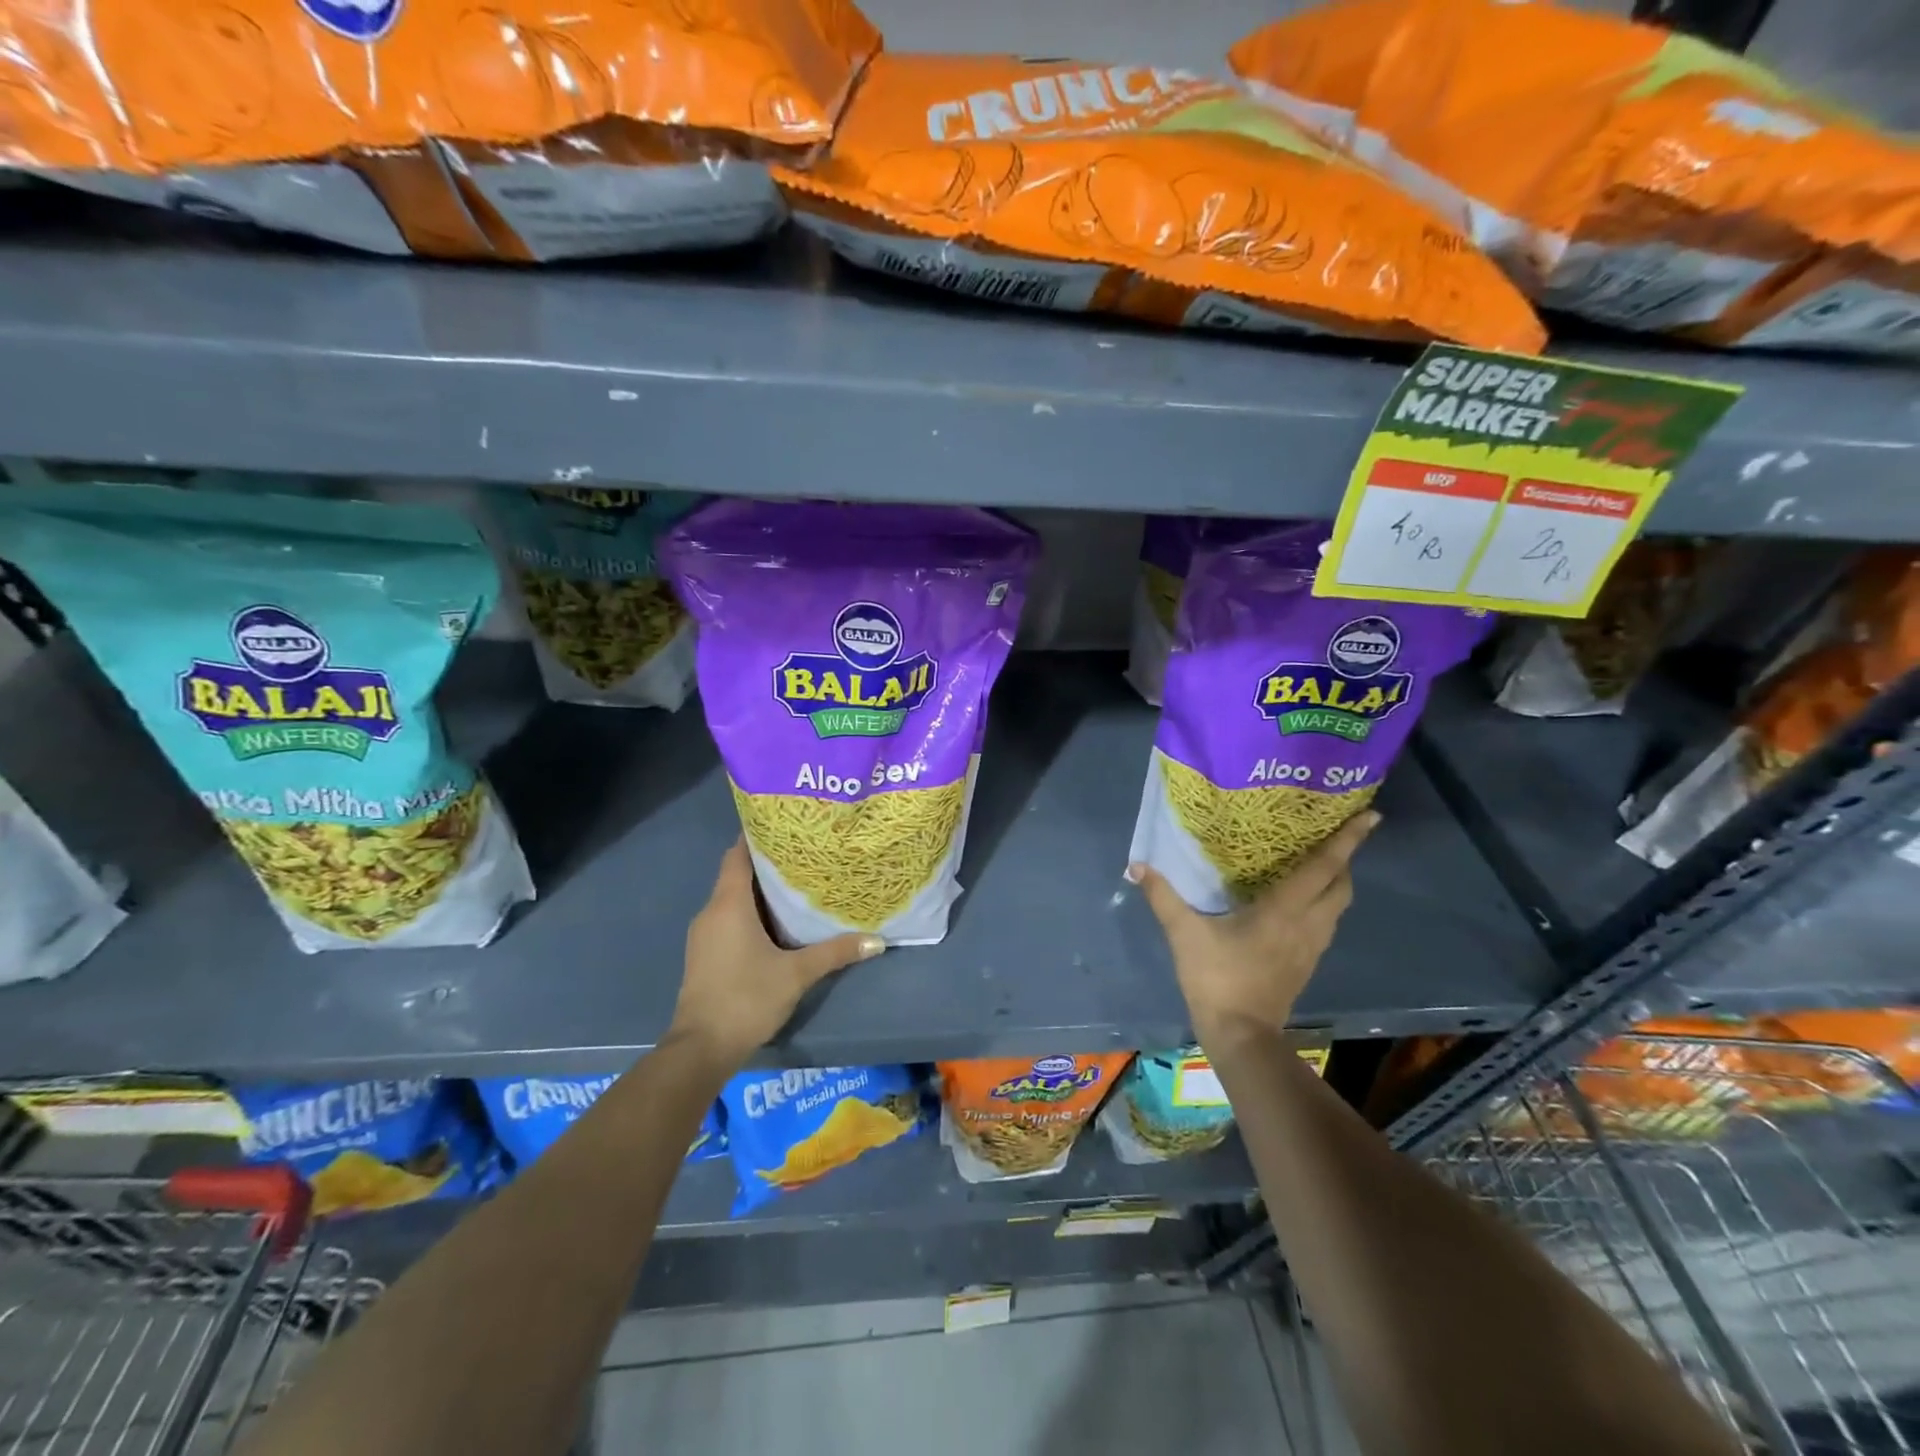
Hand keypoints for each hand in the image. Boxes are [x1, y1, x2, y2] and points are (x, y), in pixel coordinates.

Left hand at [667, 840, 883, 1068]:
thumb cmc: (746, 998)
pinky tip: (777, 923)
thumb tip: (877, 940)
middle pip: (737, 874)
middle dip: (768, 864)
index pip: (737, 854)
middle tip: (805, 855)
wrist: (701, 1049)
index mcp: (728, 905)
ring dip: (760, 891)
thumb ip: (835, 953)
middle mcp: (711, 912)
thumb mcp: (796, 974)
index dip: (758, 836)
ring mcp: (705, 935)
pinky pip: (728, 919)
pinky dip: (750, 913)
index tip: (786, 826)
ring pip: (733, 899)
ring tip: (797, 885)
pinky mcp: (705, 955)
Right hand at [1128, 811, 1379, 1052]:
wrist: (1240, 1035)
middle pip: (1341, 885)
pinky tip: (1300, 903)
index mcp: (1285, 910)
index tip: (1370, 816)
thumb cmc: (1217, 979)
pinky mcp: (1307, 963)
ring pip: (1338, 906)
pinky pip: (1326, 923)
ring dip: (1335, 882)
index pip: (1324, 867)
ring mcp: (1312, 946)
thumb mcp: (1184, 934)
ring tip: (1317, 864)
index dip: (1347, 840)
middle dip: (1343, 859)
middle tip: (1331, 837)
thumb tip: (1138, 865)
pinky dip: (1323, 904)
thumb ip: (1163, 897)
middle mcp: (1308, 924)